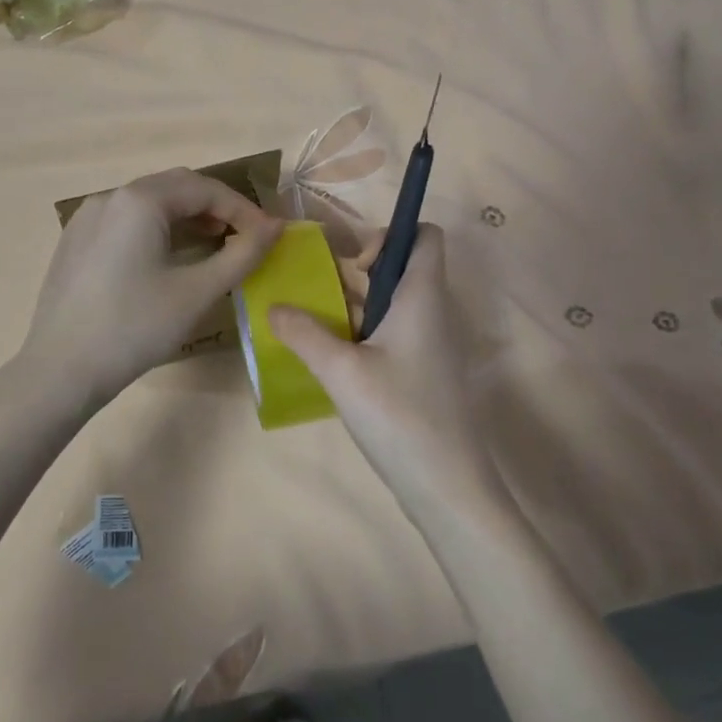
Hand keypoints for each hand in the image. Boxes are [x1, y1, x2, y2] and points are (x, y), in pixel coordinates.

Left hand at [22, 168, 282, 406]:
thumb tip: (276, 226)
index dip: (243, 209)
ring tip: (215, 243)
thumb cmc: (135, 328)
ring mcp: (86, 217)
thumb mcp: (198, 292)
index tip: (269, 235)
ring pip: (149, 202)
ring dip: (187, 216)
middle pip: (176, 187)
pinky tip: (169, 256)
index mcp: (139, 200)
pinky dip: (158, 228)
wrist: (61, 370)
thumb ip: (242, 254)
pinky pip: (126, 220)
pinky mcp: (76, 240)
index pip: (205, 189)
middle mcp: (110, 196)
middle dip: (216, 206)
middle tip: (245, 237)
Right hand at [269, 226, 498, 516]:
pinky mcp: (422, 373)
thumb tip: (274, 307)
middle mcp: (431, 312)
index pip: (425, 236)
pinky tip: (331, 356)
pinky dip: (363, 333)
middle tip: (317, 290)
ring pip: (392, 303)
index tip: (354, 263)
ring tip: (312, 319)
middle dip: (358, 270)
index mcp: (422, 296)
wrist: (446, 485)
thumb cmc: (398, 415)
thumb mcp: (341, 371)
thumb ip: (305, 334)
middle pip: (401, 268)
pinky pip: (392, 334)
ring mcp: (429, 345)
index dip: (391, 235)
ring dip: (355, 304)